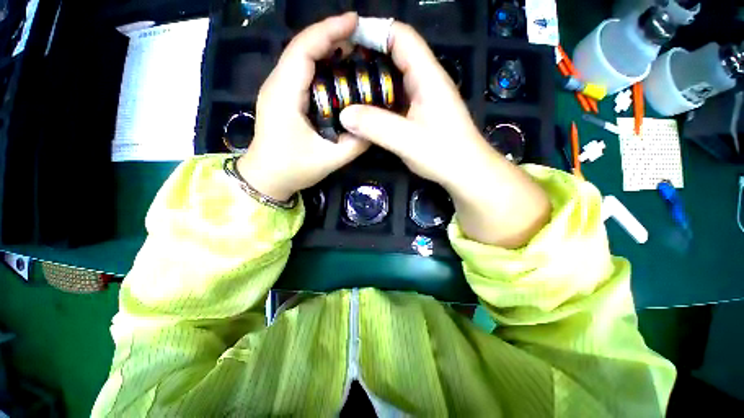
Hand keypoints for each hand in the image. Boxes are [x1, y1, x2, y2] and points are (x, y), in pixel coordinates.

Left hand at [237, 13, 368, 201]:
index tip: (355, 22)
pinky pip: (301, 72)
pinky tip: (338, 70)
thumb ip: (355, 144)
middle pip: (302, 47)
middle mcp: (277, 84)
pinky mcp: (282, 97)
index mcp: (285, 95)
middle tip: (362, 38)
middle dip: (331, 36)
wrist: (265, 178)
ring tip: (354, 49)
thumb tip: (375, 127)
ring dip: (327, 48)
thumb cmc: (293, 169)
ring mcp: (277, 89)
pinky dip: (320, 64)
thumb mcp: (329, 160)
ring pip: (301, 57)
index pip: (304, 50)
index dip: (329, 31)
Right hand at [339, 23, 549, 246]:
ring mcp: (424, 98)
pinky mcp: (420, 113)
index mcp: (427, 77)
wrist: (466, 172)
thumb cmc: (444, 154)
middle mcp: (426, 81)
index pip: (401, 37)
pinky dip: (380, 100)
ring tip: (348, 88)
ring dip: (373, 81)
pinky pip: (397, 98)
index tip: (346, 41)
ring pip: (395, 79)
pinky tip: (366, 110)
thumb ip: (376, 126)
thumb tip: (344, 115)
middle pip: (396, 55)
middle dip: (368, 57)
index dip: (374, 31)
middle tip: (341, 68)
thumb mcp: (408, 140)